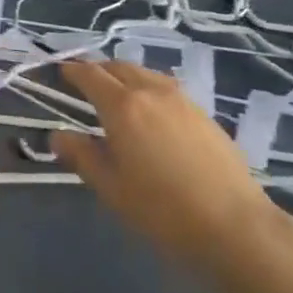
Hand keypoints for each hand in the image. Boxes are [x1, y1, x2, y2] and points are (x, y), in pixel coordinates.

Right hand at [53, 60, 288, 271]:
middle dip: (98, 70)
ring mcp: (182, 100)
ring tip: (117, 94)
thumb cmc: (162, 210)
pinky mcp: (204, 114)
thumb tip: (57, 135)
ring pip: (145, 74)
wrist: (235, 226)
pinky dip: (149, 89)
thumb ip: (81, 156)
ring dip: (125, 76)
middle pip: (119, 66)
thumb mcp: (111, 188)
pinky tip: (152, 112)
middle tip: (85, 82)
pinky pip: (166, 88)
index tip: (61, 71)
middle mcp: (151, 91)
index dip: (73, 70)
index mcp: (122, 105)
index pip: (90, 75)